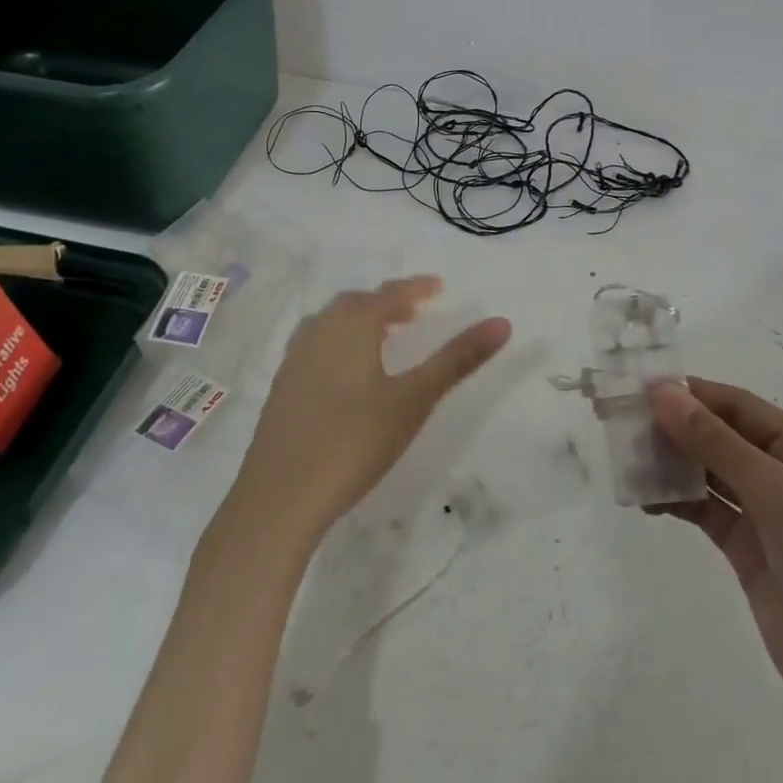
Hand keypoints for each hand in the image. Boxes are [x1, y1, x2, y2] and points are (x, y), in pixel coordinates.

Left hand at [238, 277, 510, 537]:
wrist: (279, 497)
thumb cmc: (354, 441)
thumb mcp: (414, 400)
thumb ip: (458, 359)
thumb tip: (502, 322)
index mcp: (352, 325)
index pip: (390, 294)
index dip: (416, 287)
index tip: (438, 286)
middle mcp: (319, 331)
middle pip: (357, 303)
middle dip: (387, 302)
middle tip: (414, 312)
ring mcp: (295, 358)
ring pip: (332, 322)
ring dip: (361, 320)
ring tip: (384, 336)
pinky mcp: (283, 386)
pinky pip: (316, 344)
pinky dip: (339, 341)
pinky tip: (347, 372)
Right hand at [651, 377, 782, 745]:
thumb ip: (719, 444)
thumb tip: (663, 392)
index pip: (739, 406)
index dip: (690, 394)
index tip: (635, 388)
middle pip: (722, 436)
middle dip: (674, 427)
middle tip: (617, 422)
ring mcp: (770, 517)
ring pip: (711, 473)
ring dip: (672, 463)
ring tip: (624, 460)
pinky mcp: (752, 554)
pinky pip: (708, 513)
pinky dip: (678, 502)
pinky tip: (646, 500)